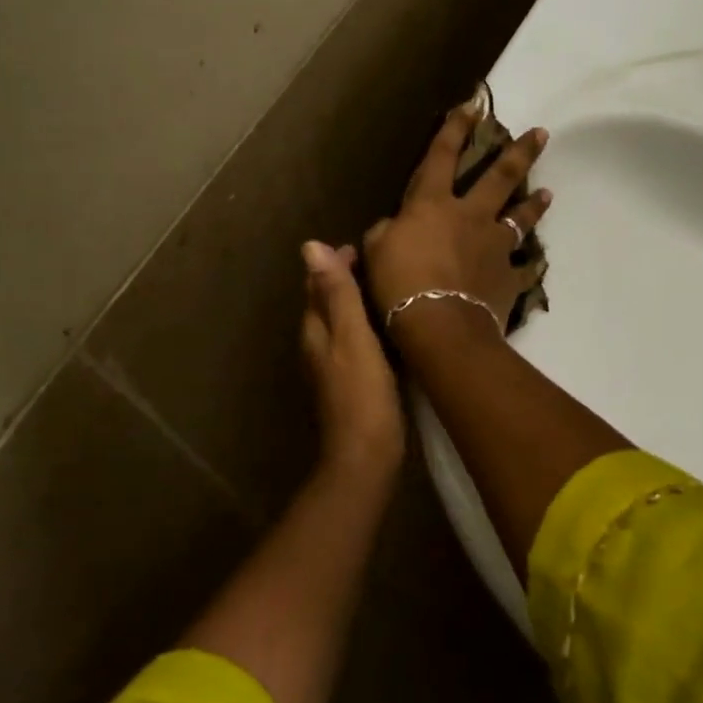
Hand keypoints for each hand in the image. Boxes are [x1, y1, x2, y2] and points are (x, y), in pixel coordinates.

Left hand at [301, 240, 404, 478]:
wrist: (366, 455)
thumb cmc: (361, 393)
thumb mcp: (352, 336)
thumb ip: (336, 293)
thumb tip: (310, 246)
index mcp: (316, 330)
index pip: (318, 286)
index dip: (335, 264)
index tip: (361, 247)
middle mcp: (319, 345)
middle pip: (328, 303)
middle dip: (346, 280)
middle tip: (379, 262)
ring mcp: (334, 367)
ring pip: (343, 323)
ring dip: (358, 303)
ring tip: (388, 287)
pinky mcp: (352, 383)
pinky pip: (358, 342)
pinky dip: (369, 326)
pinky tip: (391, 328)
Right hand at [363, 102, 551, 337]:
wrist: (439, 324)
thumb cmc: (399, 283)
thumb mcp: (375, 250)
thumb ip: (385, 232)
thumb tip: (392, 227)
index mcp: (433, 204)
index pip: (442, 156)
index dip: (455, 128)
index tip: (472, 104)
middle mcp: (470, 216)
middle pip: (499, 177)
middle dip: (519, 152)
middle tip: (541, 133)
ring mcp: (494, 246)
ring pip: (520, 218)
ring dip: (534, 204)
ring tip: (548, 193)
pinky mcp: (507, 278)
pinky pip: (523, 270)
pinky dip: (529, 266)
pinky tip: (537, 264)